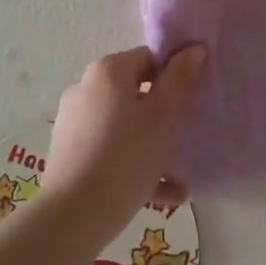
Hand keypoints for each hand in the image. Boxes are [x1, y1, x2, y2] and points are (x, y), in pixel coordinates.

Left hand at [44, 45, 205, 242]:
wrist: (73, 216)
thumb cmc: (125, 156)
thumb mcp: (161, 117)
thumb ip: (179, 80)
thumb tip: (193, 49)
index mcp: (107, 72)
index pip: (149, 58)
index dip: (175, 74)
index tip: (194, 98)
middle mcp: (86, 89)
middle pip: (135, 92)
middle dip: (164, 113)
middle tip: (188, 133)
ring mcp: (75, 122)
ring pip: (124, 125)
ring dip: (152, 143)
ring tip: (179, 171)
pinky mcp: (70, 153)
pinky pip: (110, 149)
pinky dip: (134, 163)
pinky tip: (164, 192)